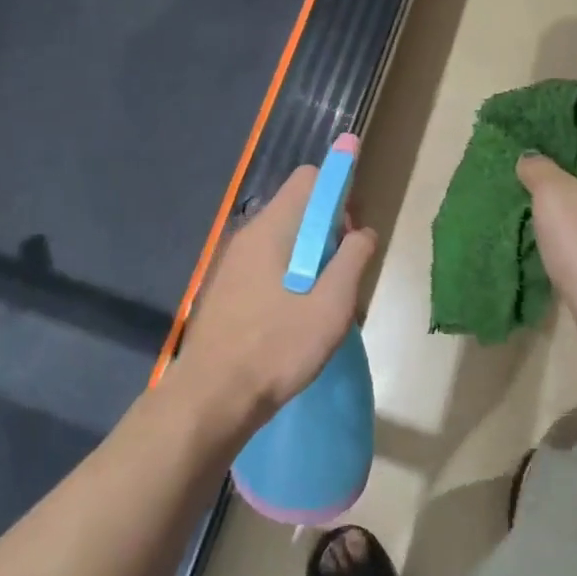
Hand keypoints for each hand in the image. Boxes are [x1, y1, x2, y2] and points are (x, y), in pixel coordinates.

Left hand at [169, 165, 377, 431]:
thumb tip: (363, 232)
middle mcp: (248, 235)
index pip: (310, 178)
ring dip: (312, 260)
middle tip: (344, 276)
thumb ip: (352, 259)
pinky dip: (291, 277)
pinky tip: (298, 318)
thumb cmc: (278, 347)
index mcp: (272, 228)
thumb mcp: (331, 305)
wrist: (213, 396)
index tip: (352, 232)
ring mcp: (233, 262)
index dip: (339, 193)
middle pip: (298, 209)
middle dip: (329, 232)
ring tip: (324, 304)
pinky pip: (268, 265)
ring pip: (285, 241)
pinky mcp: (228, 288)